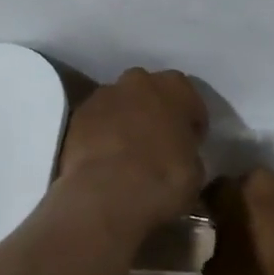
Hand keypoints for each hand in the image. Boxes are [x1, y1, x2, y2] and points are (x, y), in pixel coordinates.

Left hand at [55, 68, 207, 225]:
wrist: (105, 194)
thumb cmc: (163, 180)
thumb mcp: (195, 171)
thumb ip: (188, 151)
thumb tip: (179, 154)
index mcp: (176, 88)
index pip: (190, 100)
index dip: (191, 122)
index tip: (190, 143)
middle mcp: (139, 81)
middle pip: (151, 92)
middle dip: (155, 111)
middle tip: (158, 142)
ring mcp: (104, 94)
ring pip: (121, 102)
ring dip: (126, 119)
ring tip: (128, 152)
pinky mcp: (78, 113)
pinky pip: (97, 119)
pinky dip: (102, 132)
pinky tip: (105, 157)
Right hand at [202, 169, 273, 274]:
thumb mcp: (217, 274)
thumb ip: (214, 253)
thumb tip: (220, 252)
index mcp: (233, 190)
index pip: (214, 192)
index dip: (213, 210)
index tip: (215, 227)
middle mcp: (265, 180)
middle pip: (249, 188)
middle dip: (245, 205)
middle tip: (245, 232)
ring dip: (273, 211)